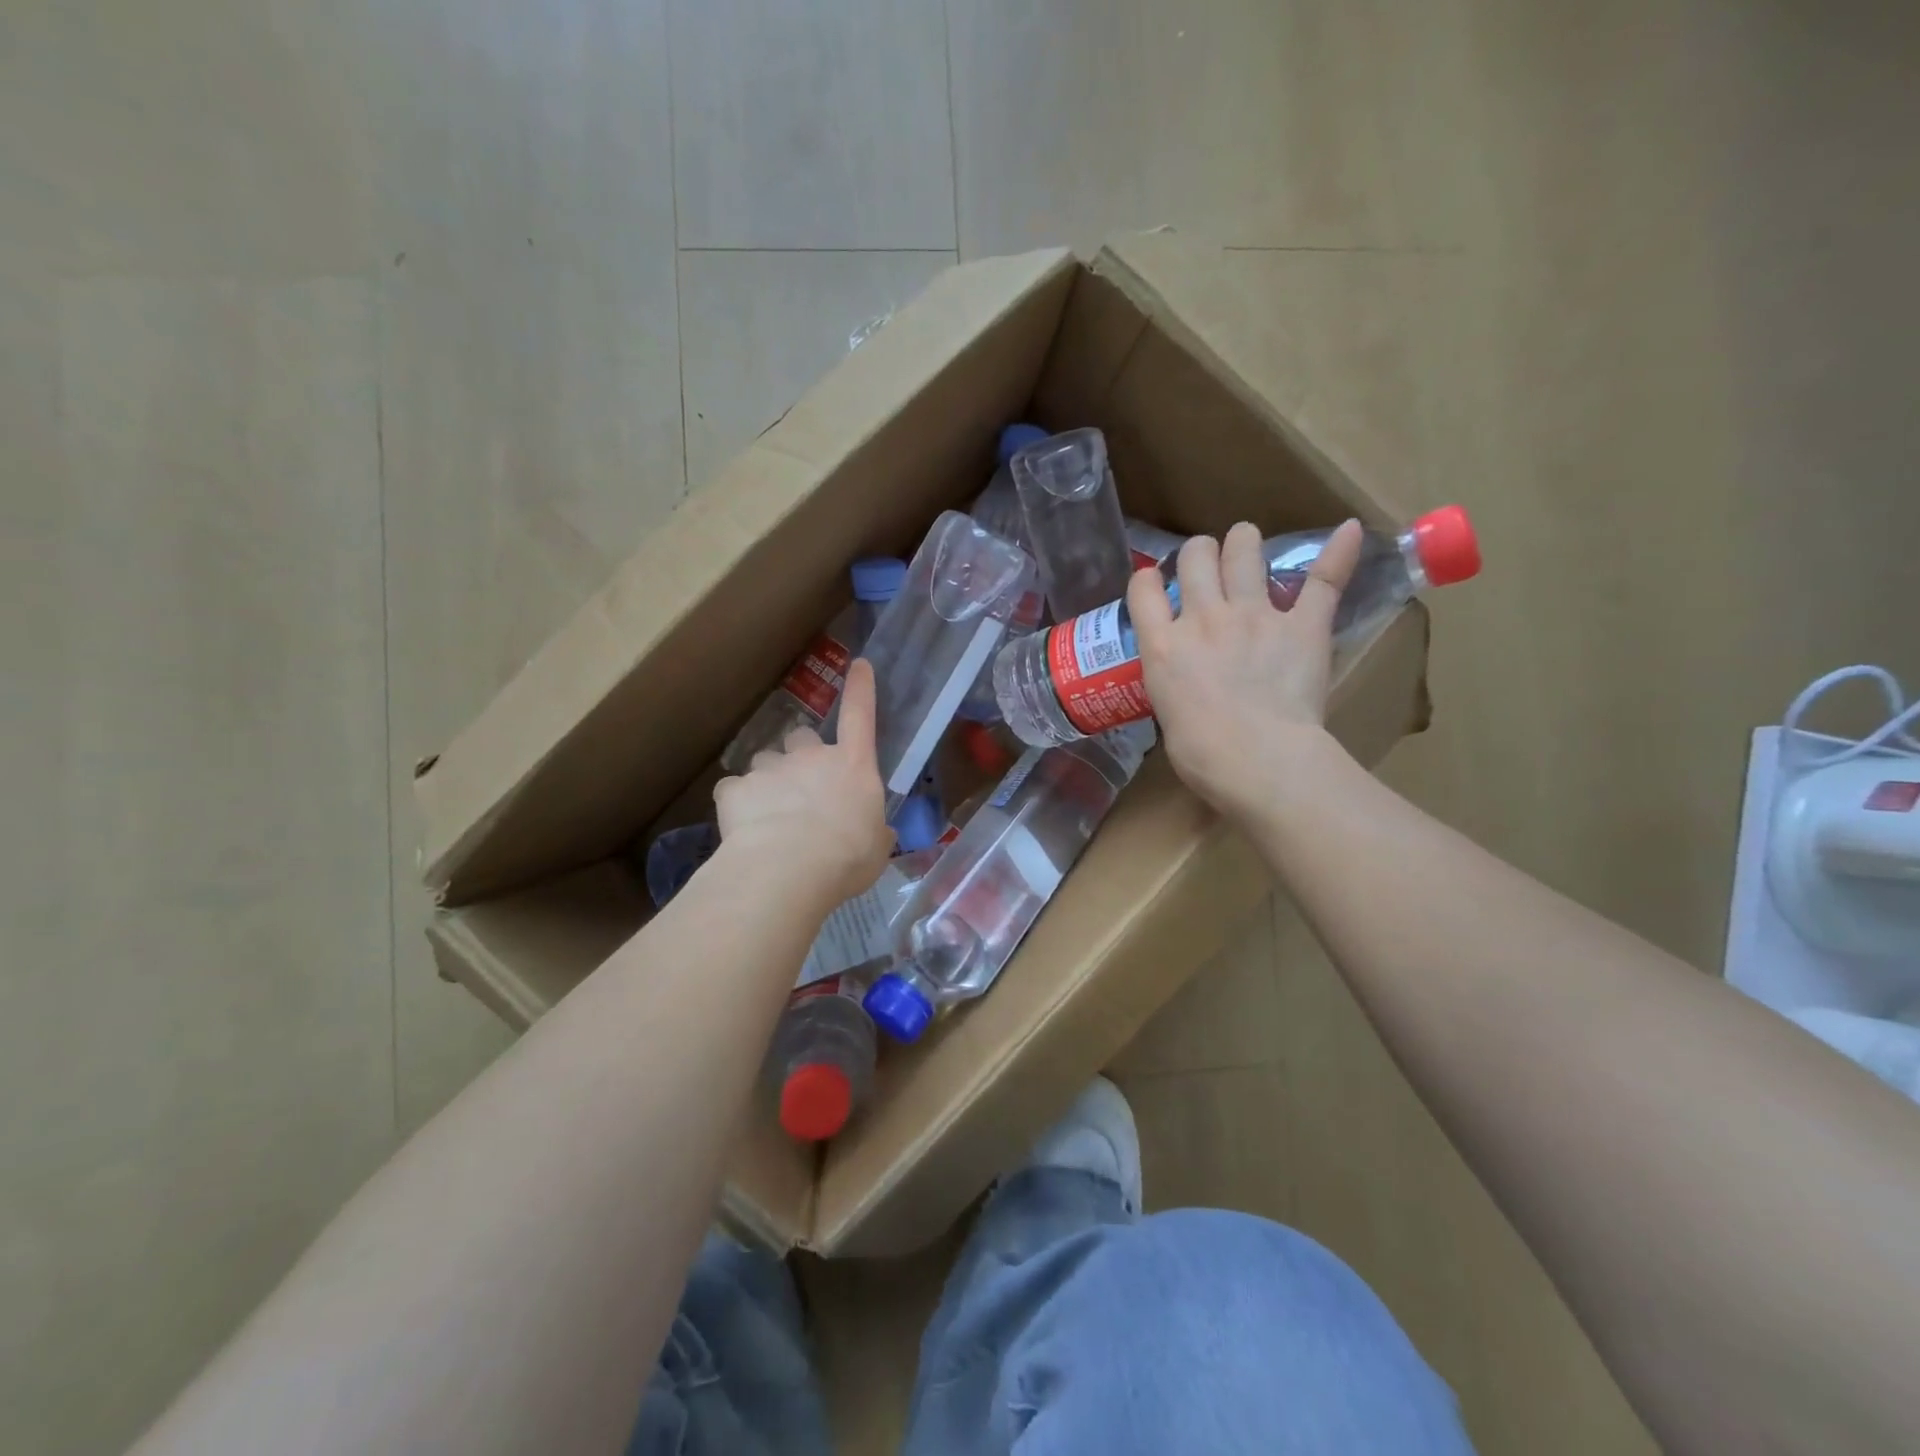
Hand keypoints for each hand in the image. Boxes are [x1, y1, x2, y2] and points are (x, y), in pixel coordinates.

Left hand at [712, 658, 894, 911]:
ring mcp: (771, 769)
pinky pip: (734, 790)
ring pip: (765, 761)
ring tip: (769, 813)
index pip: (860, 716)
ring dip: (768, 779)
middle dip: (799, 754)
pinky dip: (738, 804)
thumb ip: (874, 831)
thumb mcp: (876, 848)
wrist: (789, 868)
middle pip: (801, 736)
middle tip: (800, 786)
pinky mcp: (736, 789)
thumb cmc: (847, 857)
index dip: (860, 689)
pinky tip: (743, 829)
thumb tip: (876, 832)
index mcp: (853, 767)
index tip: (858, 664)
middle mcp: (811, 757)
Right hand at [1128, 520, 1362, 823]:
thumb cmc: (1200, 754)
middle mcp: (1203, 617)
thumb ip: (1173, 683)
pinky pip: (1322, 580)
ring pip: (1244, 551)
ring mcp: (1254, 616)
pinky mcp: (1303, 625)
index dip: (1146, 580)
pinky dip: (1339, 553)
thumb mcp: (1166, 713)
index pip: (1143, 590)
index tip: (1153, 584)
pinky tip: (1349, 531)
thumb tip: (1186, 684)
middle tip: (1206, 564)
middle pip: (1195, 557)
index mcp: (1163, 646)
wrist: (1255, 759)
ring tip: (1245, 543)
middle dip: (1198, 553)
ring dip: (1243, 541)